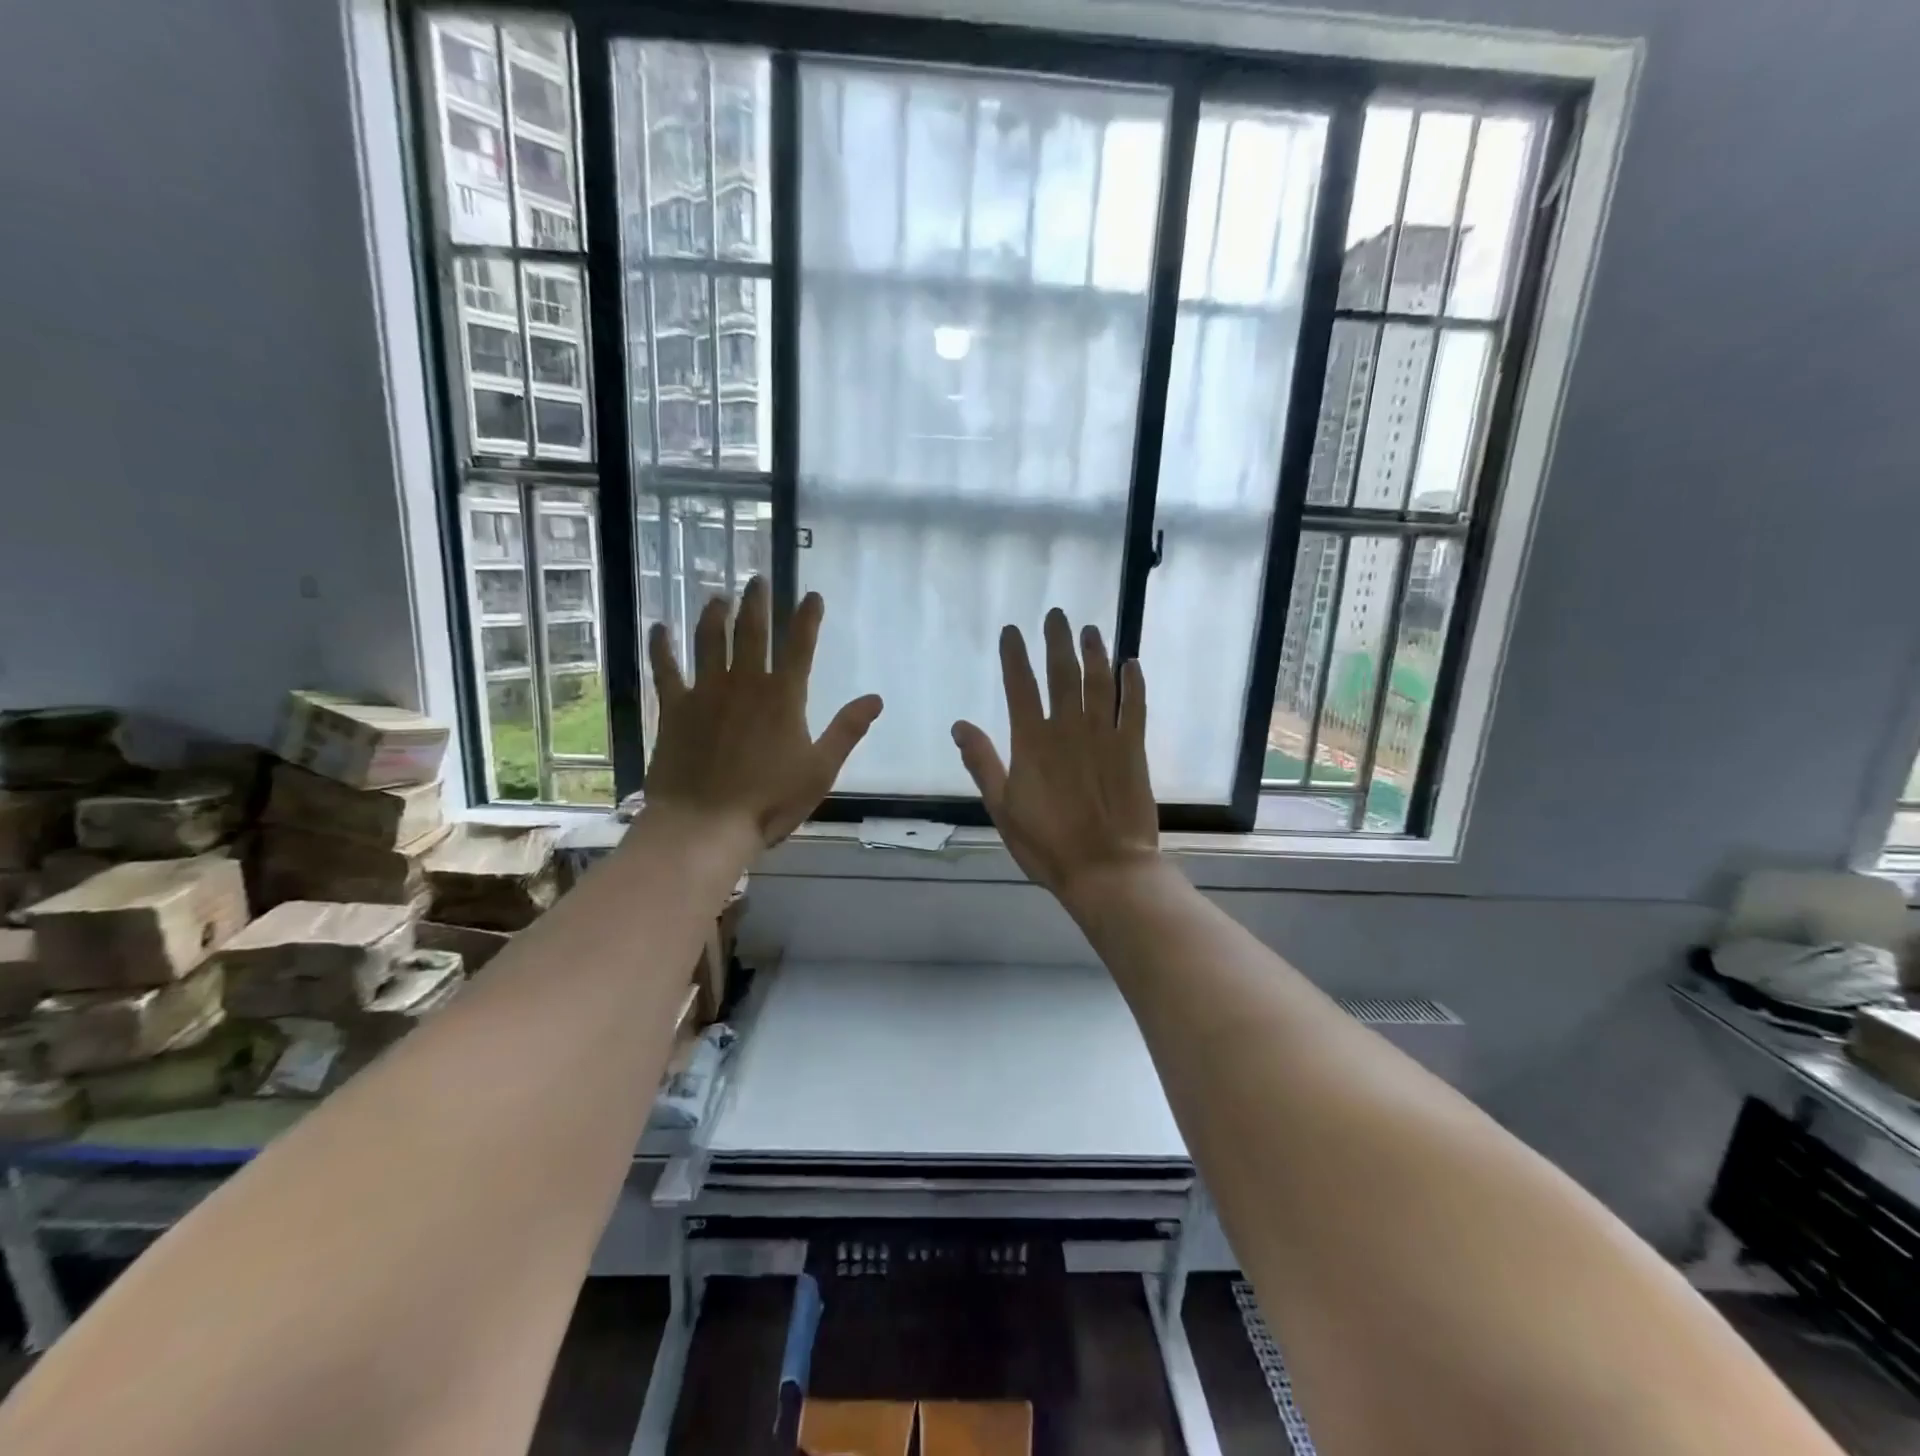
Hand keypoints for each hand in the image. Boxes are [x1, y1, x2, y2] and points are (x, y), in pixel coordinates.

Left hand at [643, 578, 882, 847]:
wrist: (705, 824)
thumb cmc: (769, 801)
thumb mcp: (820, 769)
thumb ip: (847, 730)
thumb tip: (875, 698)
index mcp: (783, 697)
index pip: (800, 646)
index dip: (808, 618)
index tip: (813, 595)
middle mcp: (744, 683)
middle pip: (751, 632)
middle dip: (757, 602)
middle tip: (756, 580)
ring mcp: (705, 693)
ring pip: (709, 641)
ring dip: (714, 615)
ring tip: (717, 597)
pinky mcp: (674, 709)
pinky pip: (666, 669)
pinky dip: (662, 647)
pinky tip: (658, 628)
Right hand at [951, 608, 1158, 900]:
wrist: (1105, 868)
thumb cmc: (1046, 843)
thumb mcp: (1002, 807)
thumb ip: (982, 763)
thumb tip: (959, 725)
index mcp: (1031, 742)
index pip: (1020, 686)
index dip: (1015, 655)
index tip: (1012, 631)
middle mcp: (1067, 728)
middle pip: (1062, 674)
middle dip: (1057, 641)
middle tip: (1057, 615)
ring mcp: (1103, 736)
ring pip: (1098, 682)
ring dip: (1094, 652)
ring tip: (1090, 630)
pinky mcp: (1132, 748)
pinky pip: (1133, 707)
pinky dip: (1133, 684)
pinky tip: (1132, 664)